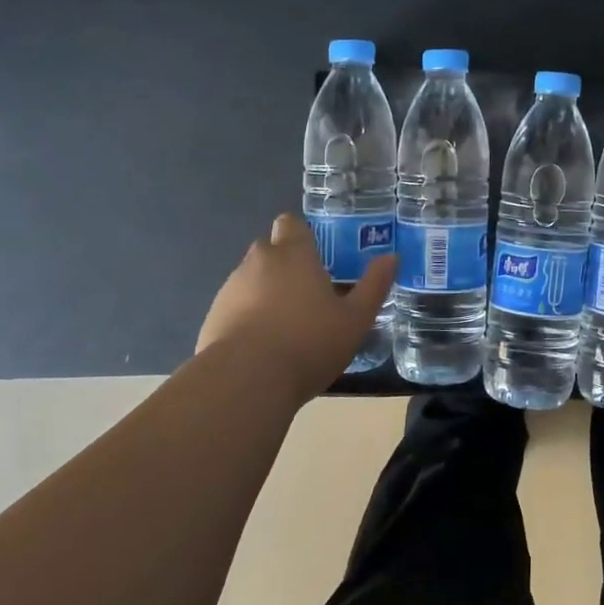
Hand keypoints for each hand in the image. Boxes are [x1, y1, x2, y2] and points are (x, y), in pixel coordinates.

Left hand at [198, 214, 396, 406]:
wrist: (245, 381)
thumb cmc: (308, 342)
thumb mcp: (355, 319)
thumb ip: (374, 286)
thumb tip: (391, 257)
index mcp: (293, 254)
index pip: (291, 223)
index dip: (302, 235)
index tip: (317, 256)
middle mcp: (258, 262)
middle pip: (270, 249)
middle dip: (285, 264)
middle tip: (308, 293)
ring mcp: (230, 289)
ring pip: (250, 279)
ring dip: (264, 292)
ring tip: (285, 326)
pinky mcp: (212, 317)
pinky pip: (234, 307)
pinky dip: (246, 318)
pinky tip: (261, 347)